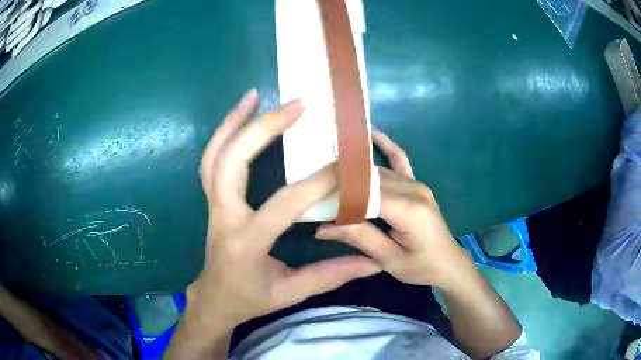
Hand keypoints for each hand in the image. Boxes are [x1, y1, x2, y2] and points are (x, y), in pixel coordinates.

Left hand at [188, 89, 381, 327]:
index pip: (284, 203)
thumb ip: (331, 275)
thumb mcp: (291, 293)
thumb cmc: (251, 298)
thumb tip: (372, 263)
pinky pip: (211, 160)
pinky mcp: (212, 199)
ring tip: (256, 95)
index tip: (347, 165)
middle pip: (232, 162)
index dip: (318, 182)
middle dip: (263, 129)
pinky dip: (223, 134)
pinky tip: (240, 115)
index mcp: (246, 242)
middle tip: (296, 105)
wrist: (215, 299)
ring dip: (233, 122)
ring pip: (214, 155)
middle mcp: (224, 216)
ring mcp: (212, 204)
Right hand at [315, 129, 471, 289]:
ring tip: (328, 161)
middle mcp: (413, 189)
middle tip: (313, 183)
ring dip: (354, 168)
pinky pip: (400, 159)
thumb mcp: (389, 259)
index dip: (338, 193)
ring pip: (378, 170)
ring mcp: (416, 183)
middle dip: (341, 182)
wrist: (448, 263)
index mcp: (408, 210)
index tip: (312, 194)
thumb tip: (322, 228)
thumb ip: (359, 238)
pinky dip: (385, 145)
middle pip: (370, 179)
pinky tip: (370, 133)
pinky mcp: (417, 184)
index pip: (365, 193)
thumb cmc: (421, 267)